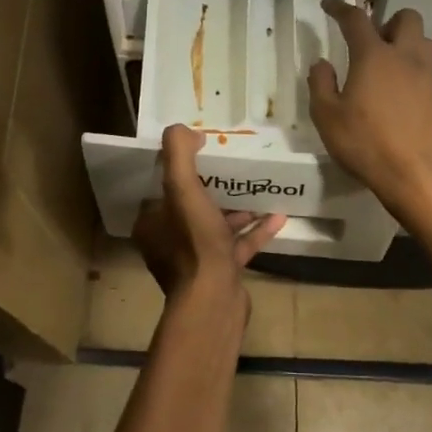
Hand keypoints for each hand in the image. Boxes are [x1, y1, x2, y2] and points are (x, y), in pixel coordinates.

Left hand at [133, 125, 286, 304]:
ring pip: (216, 225)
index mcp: (152, 222)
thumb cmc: (194, 242)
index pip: (162, 188)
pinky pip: (239, 245)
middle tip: (233, 166)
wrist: (214, 301)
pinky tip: (278, 217)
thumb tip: (184, 130)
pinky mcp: (220, 273)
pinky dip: (256, 231)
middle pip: (191, 205)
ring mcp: (196, 260)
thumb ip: (178, 154)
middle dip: (212, 186)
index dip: (180, 168)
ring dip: (237, 208)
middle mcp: (169, 241)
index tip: (202, 150)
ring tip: (258, 188)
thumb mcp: (182, 189)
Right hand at [308, 0, 431, 232]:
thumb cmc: (366, 145)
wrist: (419, 177)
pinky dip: (414, 73)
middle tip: (370, 42)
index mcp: (374, 56)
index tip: (329, 4)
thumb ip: (320, 84)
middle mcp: (406, 58)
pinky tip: (400, 98)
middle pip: (406, 18)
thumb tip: (322, 63)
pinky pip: (429, 71)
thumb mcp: (327, 117)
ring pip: (423, 42)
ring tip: (387, 68)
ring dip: (406, 44)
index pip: (356, 19)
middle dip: (387, 21)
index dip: (340, 8)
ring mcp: (430, 77)